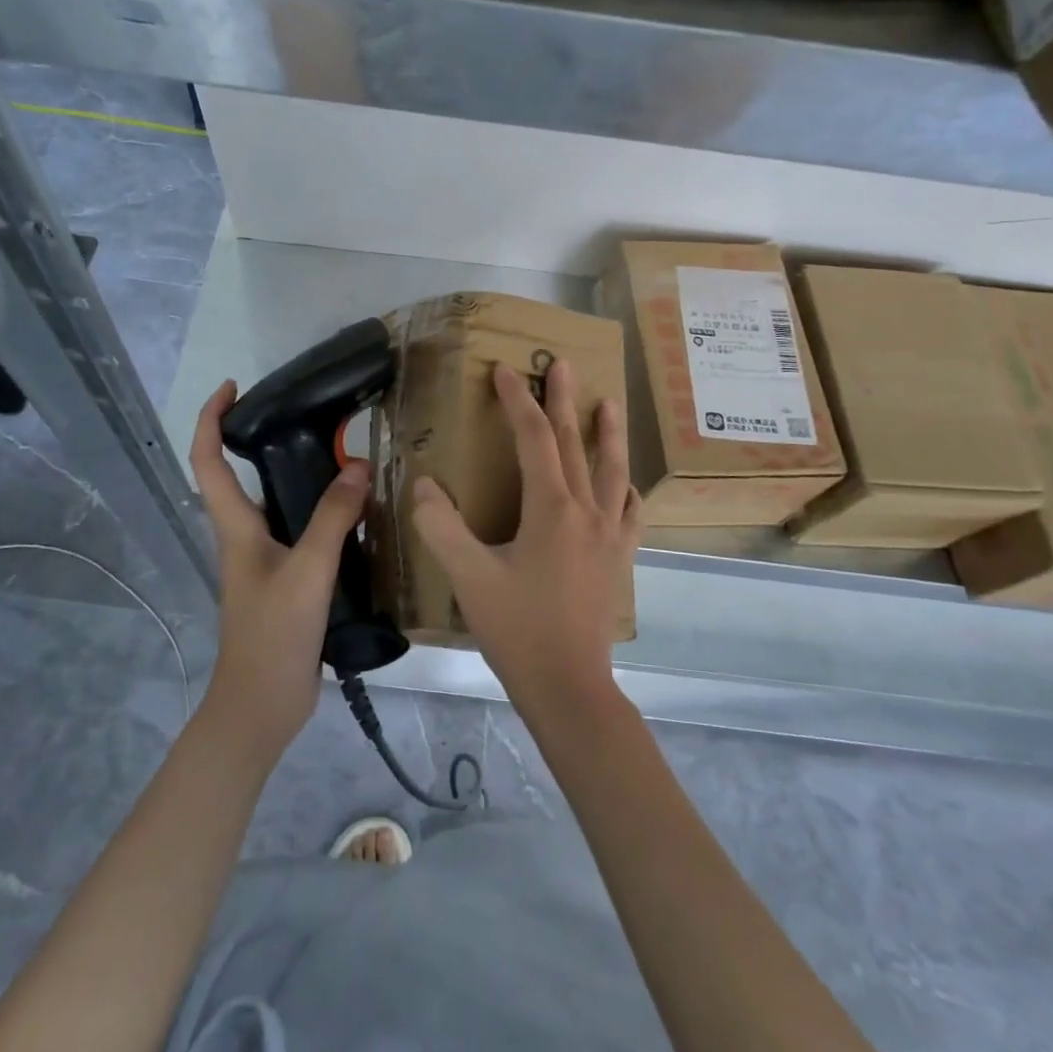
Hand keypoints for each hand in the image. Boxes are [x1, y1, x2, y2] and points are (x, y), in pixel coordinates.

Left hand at [189, 379, 368, 763]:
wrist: (261, 708)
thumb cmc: (273, 636)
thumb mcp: (308, 571)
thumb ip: (332, 518)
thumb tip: (359, 466)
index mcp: (235, 527)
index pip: (208, 461)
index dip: (212, 419)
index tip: (233, 387)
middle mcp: (244, 537)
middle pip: (242, 477)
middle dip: (265, 440)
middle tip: (312, 418)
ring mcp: (265, 561)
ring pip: (279, 504)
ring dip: (302, 477)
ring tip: (344, 458)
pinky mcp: (286, 581)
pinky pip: (303, 532)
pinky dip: (324, 512)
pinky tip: (357, 515)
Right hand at [411, 360, 641, 732]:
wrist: (569, 687)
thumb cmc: (518, 630)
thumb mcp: (468, 577)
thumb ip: (441, 527)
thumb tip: (424, 485)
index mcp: (551, 509)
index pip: (534, 439)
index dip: (517, 402)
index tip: (504, 372)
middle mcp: (587, 511)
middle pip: (575, 443)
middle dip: (564, 401)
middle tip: (562, 364)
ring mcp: (610, 535)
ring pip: (612, 470)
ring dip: (608, 433)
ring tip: (608, 403)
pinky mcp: (619, 559)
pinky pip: (628, 512)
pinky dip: (625, 488)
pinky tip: (626, 484)